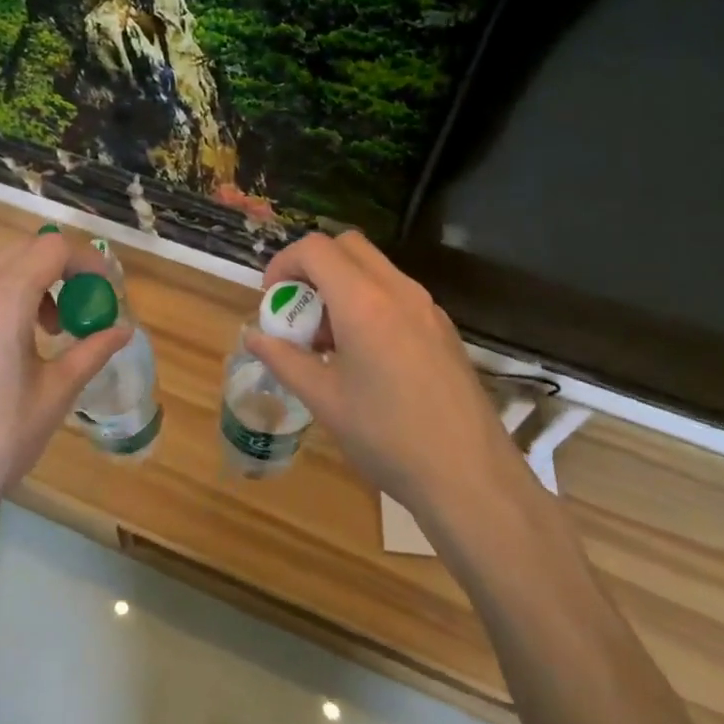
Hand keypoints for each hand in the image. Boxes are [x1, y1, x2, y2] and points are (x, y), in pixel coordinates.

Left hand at [0, 231, 129, 523]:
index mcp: (2, 300)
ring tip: (44, 336)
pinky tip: (5, 351)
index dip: (86, 260)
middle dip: (59, 272)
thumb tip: (123, 330)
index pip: (52, 248)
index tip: (104, 288)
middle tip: (78, 311)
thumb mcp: (55, 394)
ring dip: (29, 287)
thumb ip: (92, 351)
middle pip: (22, 252)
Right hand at [245, 232, 514, 518]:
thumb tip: (253, 336)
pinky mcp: (443, 329)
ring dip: (341, 284)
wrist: (471, 478)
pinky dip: (368, 302)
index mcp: (365, 303)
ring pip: (375, 268)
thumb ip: (284, 359)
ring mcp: (427, 308)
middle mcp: (399, 291)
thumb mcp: (324, 400)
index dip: (284, 263)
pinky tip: (364, 355)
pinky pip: (396, 293)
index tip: (272, 298)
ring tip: (327, 340)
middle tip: (298, 310)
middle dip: (313, 266)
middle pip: (347, 246)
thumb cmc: (387, 437)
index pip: (316, 248)